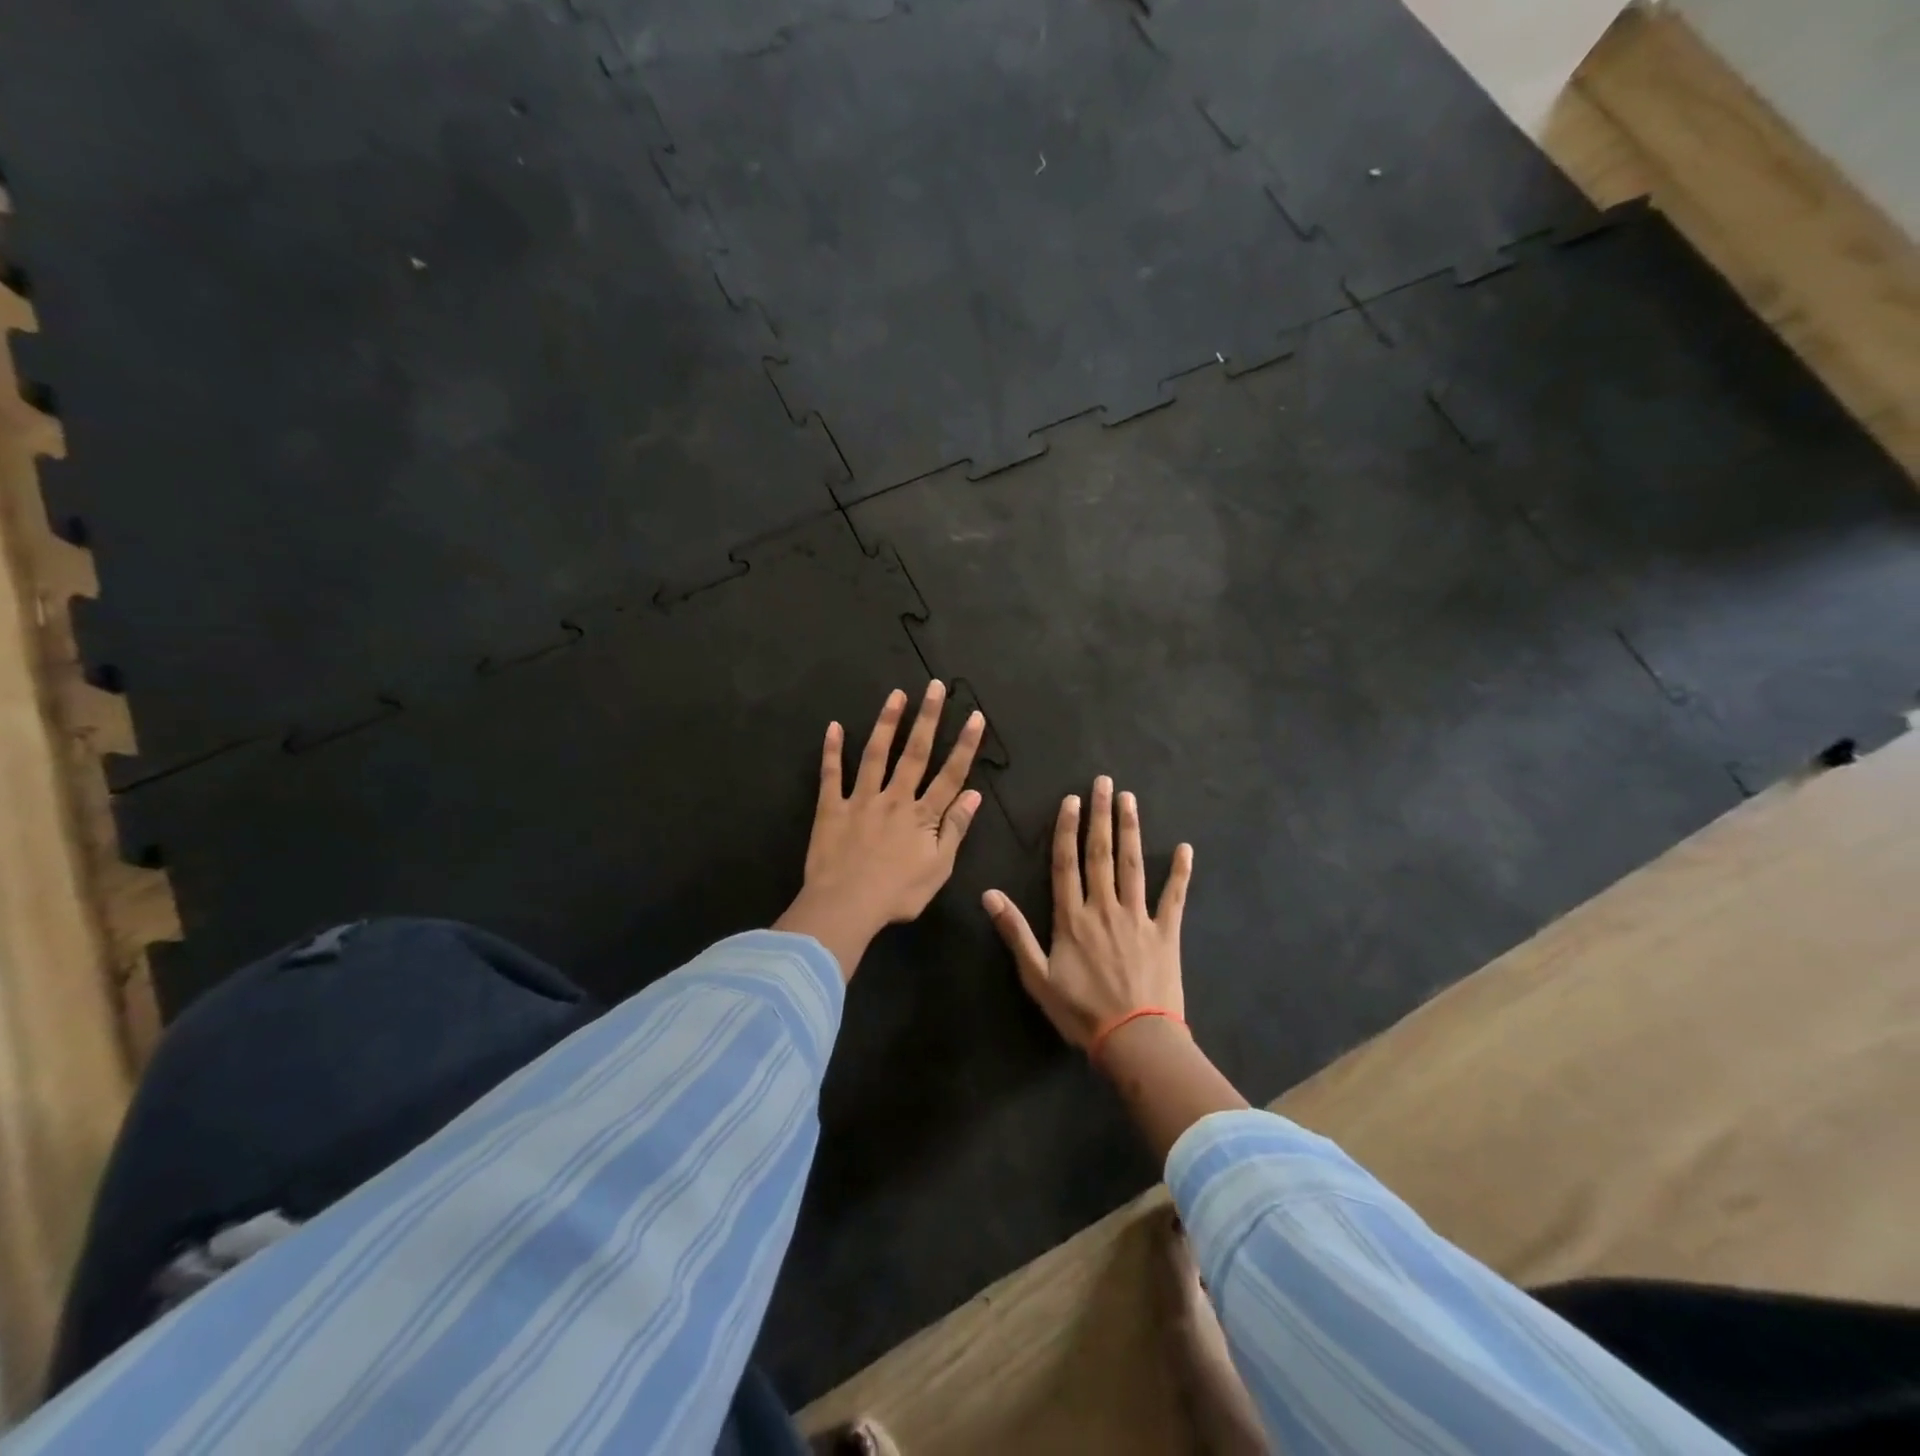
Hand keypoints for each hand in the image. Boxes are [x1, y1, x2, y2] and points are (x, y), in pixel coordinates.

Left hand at [775, 682, 985, 980]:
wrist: (846, 906)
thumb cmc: (897, 894)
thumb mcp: (939, 868)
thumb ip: (955, 829)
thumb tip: (975, 795)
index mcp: (922, 815)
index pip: (950, 774)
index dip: (964, 745)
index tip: (975, 716)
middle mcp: (894, 798)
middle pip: (914, 753)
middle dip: (927, 718)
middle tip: (934, 687)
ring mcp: (861, 799)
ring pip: (876, 754)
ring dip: (887, 722)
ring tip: (896, 695)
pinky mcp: (831, 808)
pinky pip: (831, 774)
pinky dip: (831, 750)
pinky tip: (833, 726)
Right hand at [982, 776, 1192, 1050]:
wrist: (1135, 1040)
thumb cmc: (1081, 1011)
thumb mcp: (1037, 977)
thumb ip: (1015, 932)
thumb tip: (989, 894)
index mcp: (1072, 918)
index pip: (1066, 864)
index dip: (1067, 830)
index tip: (1071, 800)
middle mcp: (1104, 908)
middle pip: (1101, 854)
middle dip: (1101, 816)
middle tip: (1104, 783)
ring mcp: (1138, 917)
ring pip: (1133, 865)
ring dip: (1131, 830)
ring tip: (1130, 800)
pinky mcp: (1166, 932)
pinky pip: (1174, 897)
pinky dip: (1180, 873)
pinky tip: (1186, 848)